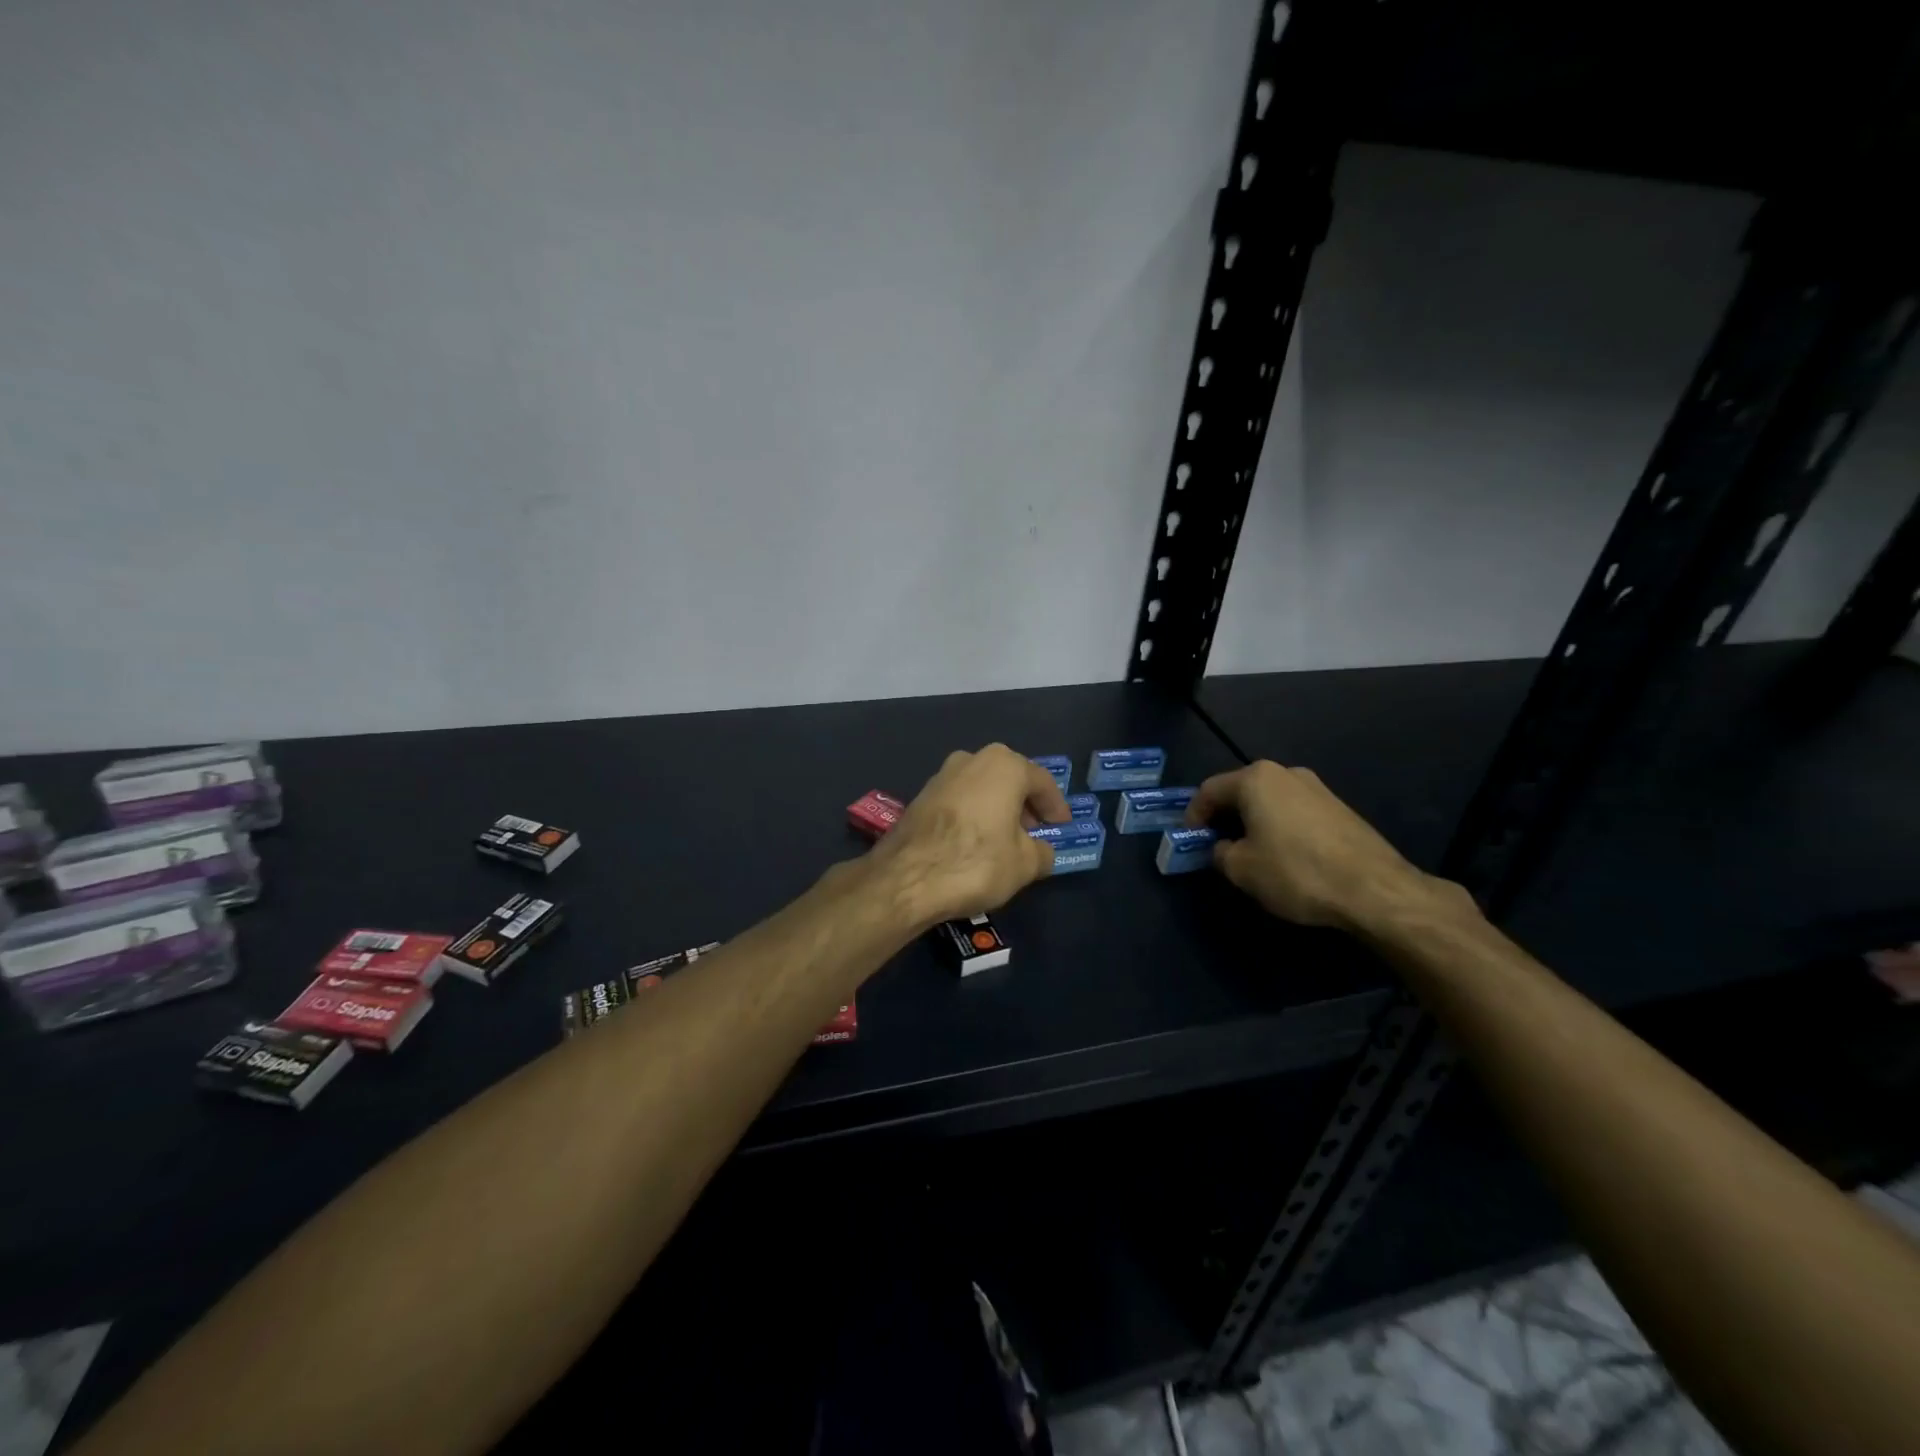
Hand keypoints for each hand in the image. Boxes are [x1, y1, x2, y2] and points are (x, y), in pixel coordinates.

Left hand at [875, 744, 1071, 925]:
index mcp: (1004, 765)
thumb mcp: (1025, 864)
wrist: (906, 878)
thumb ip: (1042, 852)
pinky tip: (976, 843)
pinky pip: (960, 801)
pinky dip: (974, 816)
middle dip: (1025, 806)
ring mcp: (941, 775)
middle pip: (1010, 780)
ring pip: (982, 789)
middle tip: (1036, 833)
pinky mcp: (921, 796)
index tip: (1062, 827)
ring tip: (1007, 841)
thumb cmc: (977, 862)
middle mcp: (971, 759)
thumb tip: (1042, 851)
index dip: (1056, 807)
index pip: (1042, 782)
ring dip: (998, 810)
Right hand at [1186, 760, 1451, 932]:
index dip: (1193, 815)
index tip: (1188, 839)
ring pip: (1269, 801)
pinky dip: (1279, 827)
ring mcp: (1316, 788)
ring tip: (1248, 852)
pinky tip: (1282, 855)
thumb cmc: (1296, 872)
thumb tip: (1223, 848)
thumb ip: (1219, 852)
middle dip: (1224, 817)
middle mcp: (1285, 773)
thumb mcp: (1241, 869)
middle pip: (1241, 791)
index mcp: (1256, 779)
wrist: (1374, 889)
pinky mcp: (1339, 807)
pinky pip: (1294, 812)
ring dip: (1252, 822)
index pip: (1209, 790)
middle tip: (1215, 845)